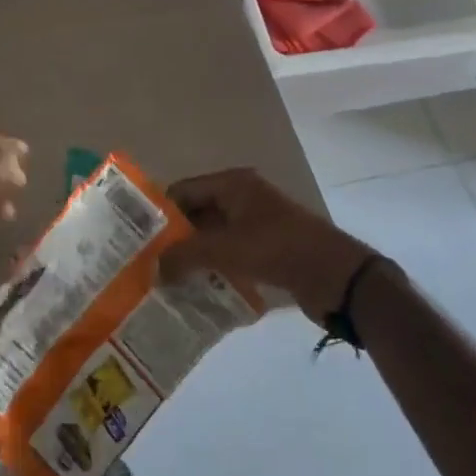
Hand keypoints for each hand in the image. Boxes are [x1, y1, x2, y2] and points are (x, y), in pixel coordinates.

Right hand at [161, 168, 383, 321]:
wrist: (337, 277)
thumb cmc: (278, 249)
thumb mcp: (225, 249)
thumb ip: (184, 256)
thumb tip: (154, 270)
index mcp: (233, 185)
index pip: (183, 191)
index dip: (160, 212)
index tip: (137, 239)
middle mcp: (243, 198)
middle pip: (196, 214)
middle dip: (174, 238)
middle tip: (147, 263)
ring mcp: (256, 225)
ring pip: (212, 238)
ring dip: (193, 257)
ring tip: (165, 280)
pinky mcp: (267, 251)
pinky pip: (230, 255)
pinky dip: (213, 269)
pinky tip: (196, 290)